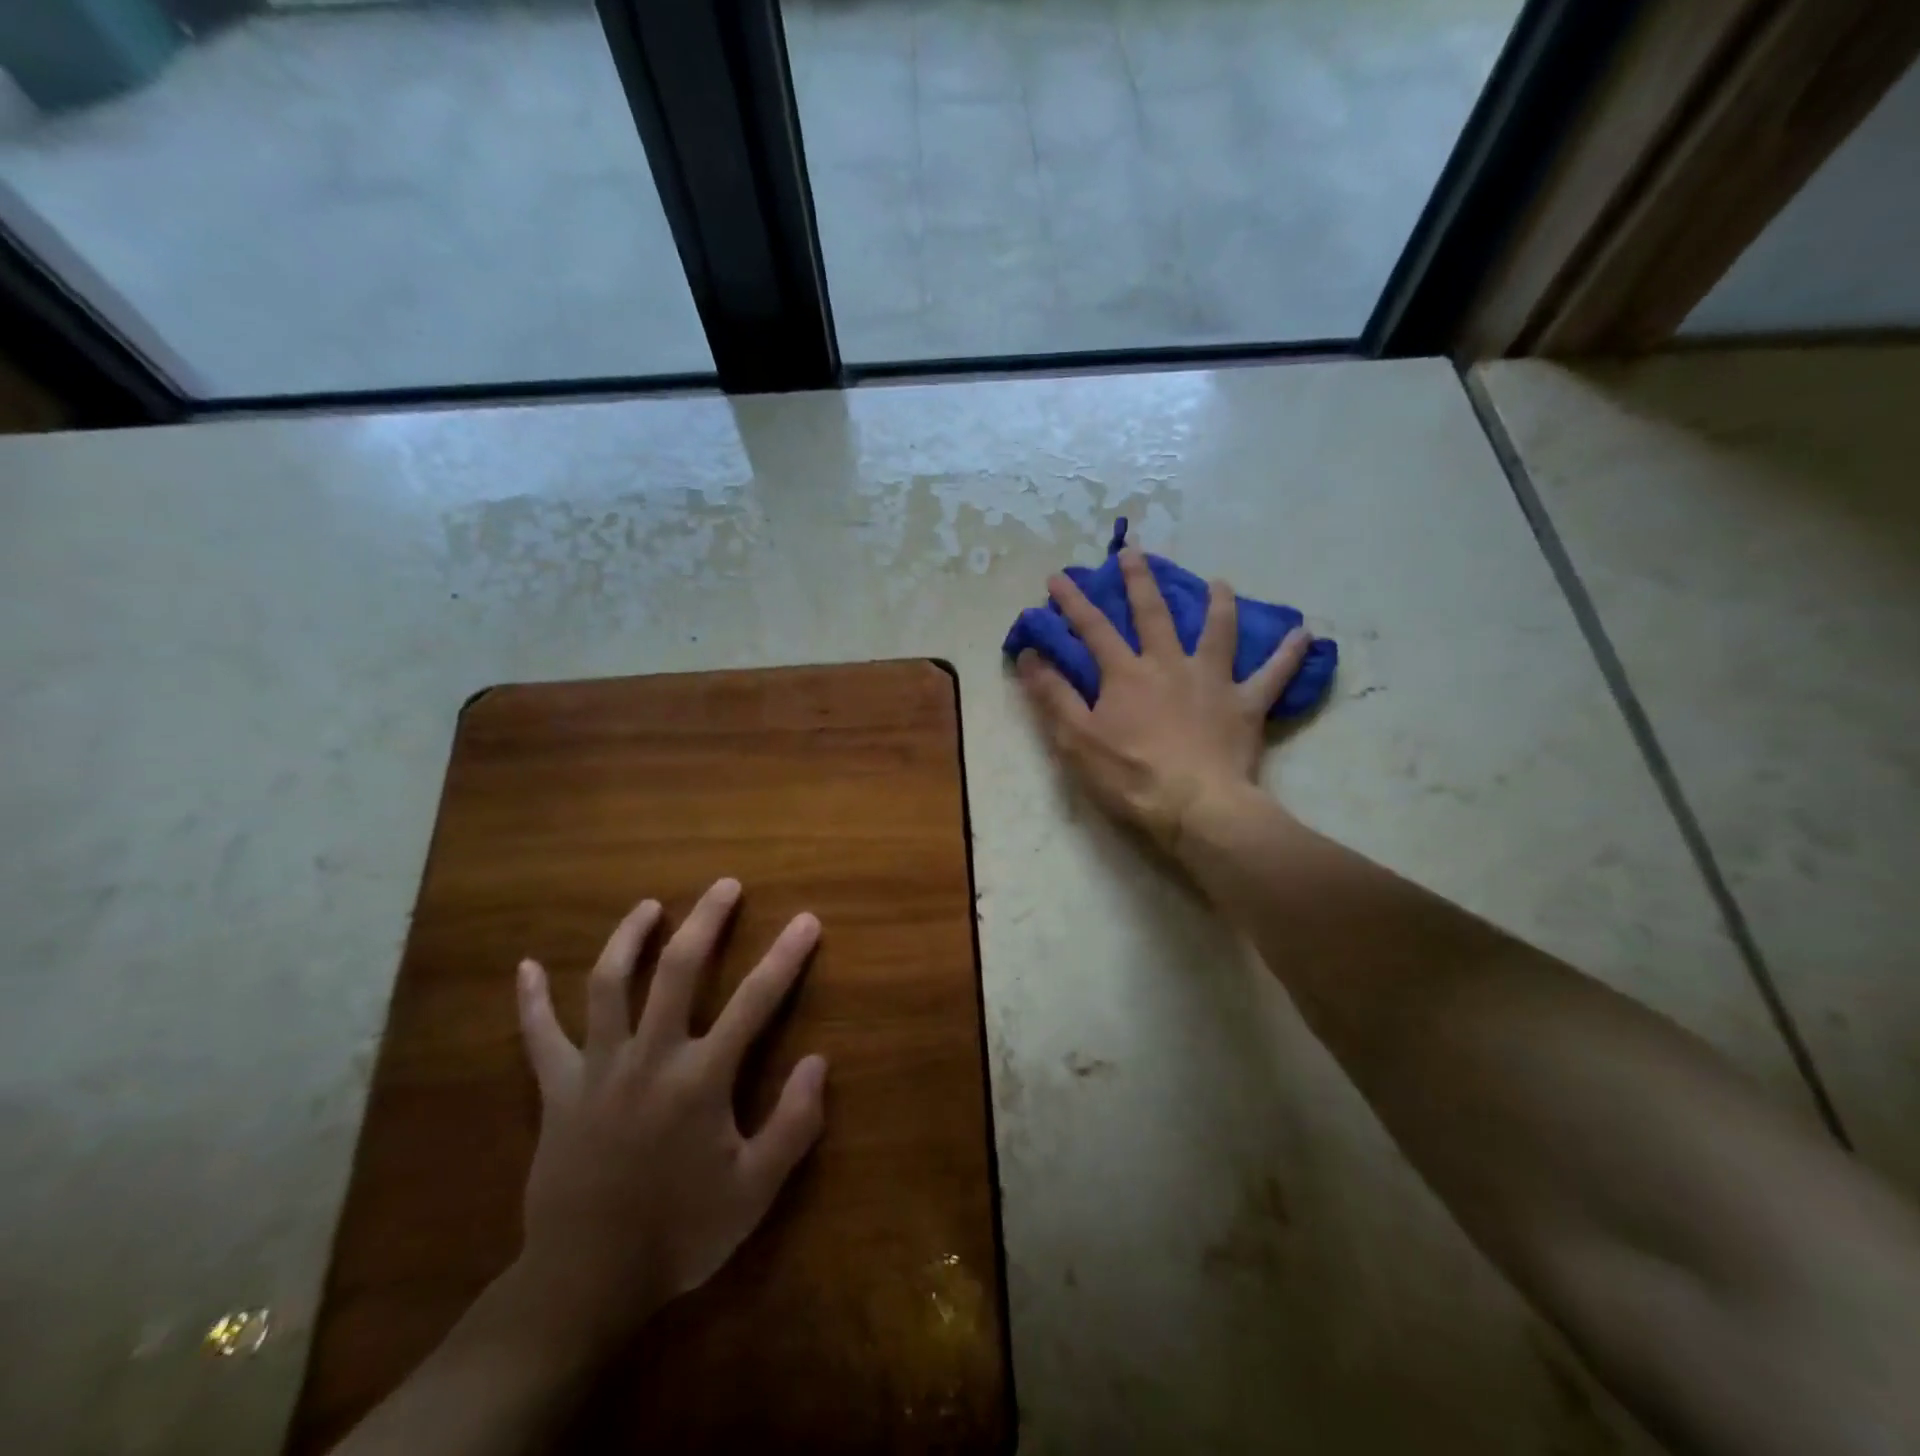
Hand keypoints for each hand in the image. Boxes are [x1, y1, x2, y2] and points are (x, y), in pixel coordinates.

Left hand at [511, 878, 827, 1352]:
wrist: (586, 1284)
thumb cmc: (679, 1233)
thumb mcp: (754, 1192)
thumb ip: (793, 1125)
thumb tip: (818, 1061)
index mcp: (700, 1079)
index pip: (755, 1001)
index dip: (786, 956)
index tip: (807, 920)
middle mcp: (650, 1058)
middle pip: (677, 970)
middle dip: (705, 921)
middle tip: (724, 886)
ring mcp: (597, 1070)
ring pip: (608, 985)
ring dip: (629, 938)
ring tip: (648, 907)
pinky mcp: (557, 1091)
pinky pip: (538, 1038)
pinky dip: (530, 1001)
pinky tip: (525, 967)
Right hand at [1016, 548, 1311, 848]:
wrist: (1196, 806)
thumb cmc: (1130, 775)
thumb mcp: (1077, 739)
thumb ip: (1053, 694)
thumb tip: (1029, 654)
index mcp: (1126, 673)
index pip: (1093, 628)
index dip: (1073, 601)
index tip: (1058, 577)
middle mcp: (1169, 665)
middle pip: (1153, 614)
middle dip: (1139, 580)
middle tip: (1133, 551)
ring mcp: (1212, 681)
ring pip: (1217, 631)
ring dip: (1217, 604)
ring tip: (1219, 582)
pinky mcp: (1245, 705)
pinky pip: (1273, 676)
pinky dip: (1288, 655)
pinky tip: (1304, 635)